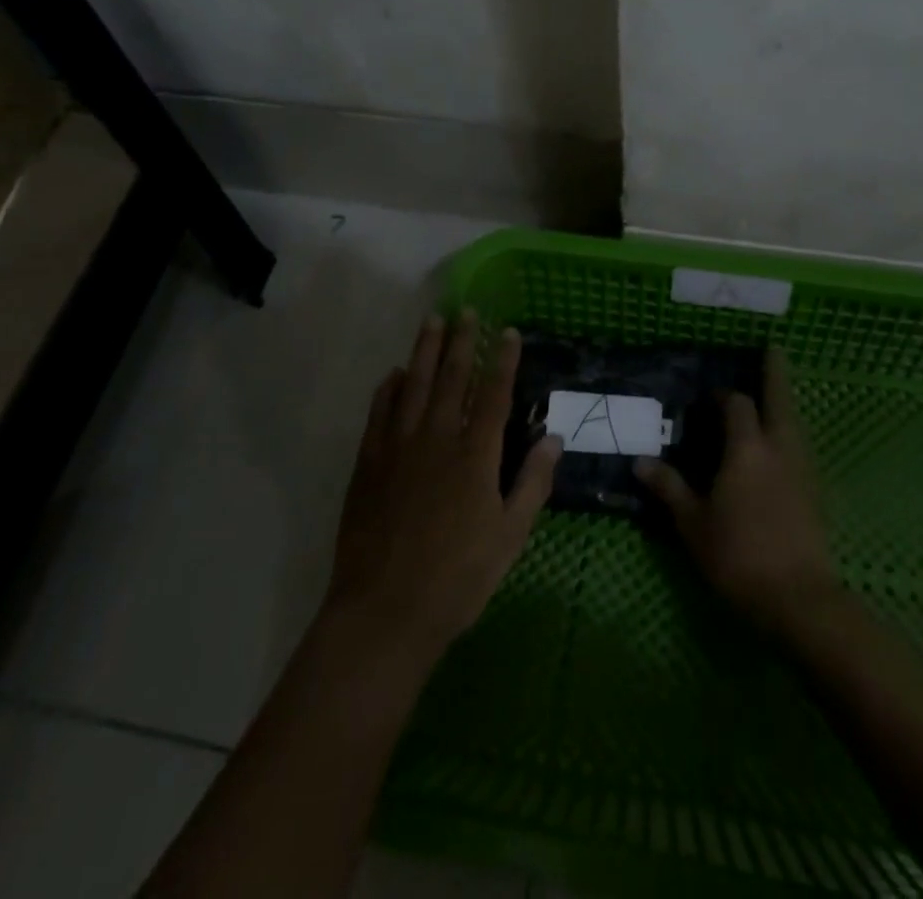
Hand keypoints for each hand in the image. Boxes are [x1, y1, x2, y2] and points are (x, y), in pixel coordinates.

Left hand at [325, 310, 562, 666]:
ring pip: (413, 385)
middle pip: (452, 378)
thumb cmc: (458, 578)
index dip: (503, 360)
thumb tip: (554, 439)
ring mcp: (398, 448)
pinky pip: (379, 414)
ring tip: (431, 321)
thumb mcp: (510, 537)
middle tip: (466, 310)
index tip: (508, 331)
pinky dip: (388, 389)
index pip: (494, 394)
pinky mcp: (369, 463)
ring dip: (424, 351)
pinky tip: (394, 374)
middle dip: (461, 341)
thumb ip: (533, 483)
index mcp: (476, 456)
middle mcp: (437, 439)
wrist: (384, 612)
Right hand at [635, 348, 839, 632]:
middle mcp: (779, 447)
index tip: (710, 397)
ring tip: (775, 392)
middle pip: (780, 398)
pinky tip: (781, 442)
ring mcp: (802, 467)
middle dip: (775, 372)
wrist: (798, 598)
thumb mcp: (693, 524)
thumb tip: (641, 462)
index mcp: (746, 448)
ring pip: (795, 420)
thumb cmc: (738, 555)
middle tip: (773, 348)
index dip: (724, 395)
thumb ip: (669, 488)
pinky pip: (801, 443)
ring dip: (785, 401)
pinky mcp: (815, 489)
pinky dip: (791, 429)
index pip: (737, 404)